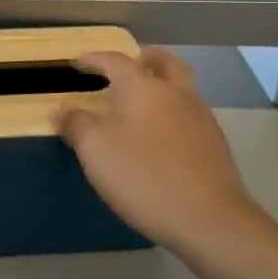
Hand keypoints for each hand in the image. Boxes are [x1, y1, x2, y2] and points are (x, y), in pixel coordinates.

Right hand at [58, 49, 271, 252]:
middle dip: (146, 58)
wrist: (210, 220)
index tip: (77, 62)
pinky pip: (189, 116)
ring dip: (162, 86)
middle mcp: (177, 94)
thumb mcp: (95, 149)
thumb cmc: (144, 176)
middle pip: (164, 63)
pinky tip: (161, 137)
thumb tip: (63, 109)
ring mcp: (201, 119)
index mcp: (145, 87)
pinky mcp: (215, 146)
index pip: (115, 61)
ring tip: (142, 104)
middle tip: (130, 62)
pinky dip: (172, 114)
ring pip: (181, 89)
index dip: (94, 59)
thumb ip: (75, 123)